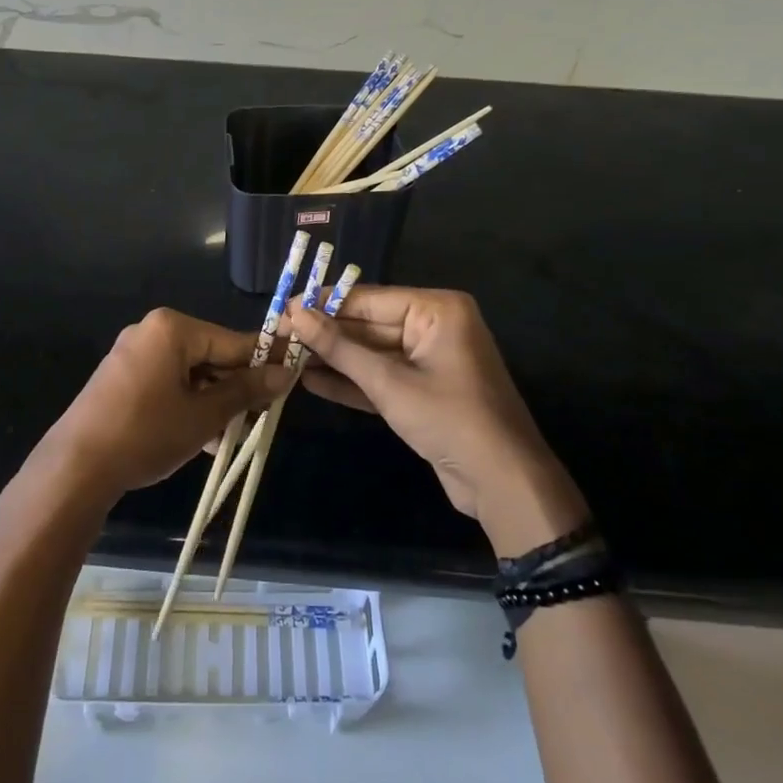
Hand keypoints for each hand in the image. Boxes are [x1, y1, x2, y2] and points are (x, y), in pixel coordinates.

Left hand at [19, 309, 293, 514]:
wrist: (76, 467)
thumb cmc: (146, 434)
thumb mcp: (204, 415)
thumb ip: (245, 391)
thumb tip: (285, 373)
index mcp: (173, 328)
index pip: (233, 341)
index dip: (265, 360)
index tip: (294, 372)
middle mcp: (152, 331)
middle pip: (210, 355)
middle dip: (235, 387)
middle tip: (260, 417)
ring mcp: (133, 353)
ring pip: (190, 373)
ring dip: (213, 401)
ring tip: (233, 435)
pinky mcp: (121, 377)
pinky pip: (167, 382)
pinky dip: (187, 404)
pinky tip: (204, 437)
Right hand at [288, 286, 589, 554]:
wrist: (503, 483)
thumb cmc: (449, 419)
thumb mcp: (389, 383)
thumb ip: (340, 348)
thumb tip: (295, 314)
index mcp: (437, 310)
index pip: (370, 299)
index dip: (324, 304)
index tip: (283, 307)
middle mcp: (434, 327)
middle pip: (369, 325)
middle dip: (327, 334)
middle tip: (280, 335)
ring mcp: (428, 361)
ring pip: (372, 353)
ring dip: (334, 359)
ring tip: (287, 356)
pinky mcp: (422, 392)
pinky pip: (381, 378)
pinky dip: (351, 382)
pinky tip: (311, 381)